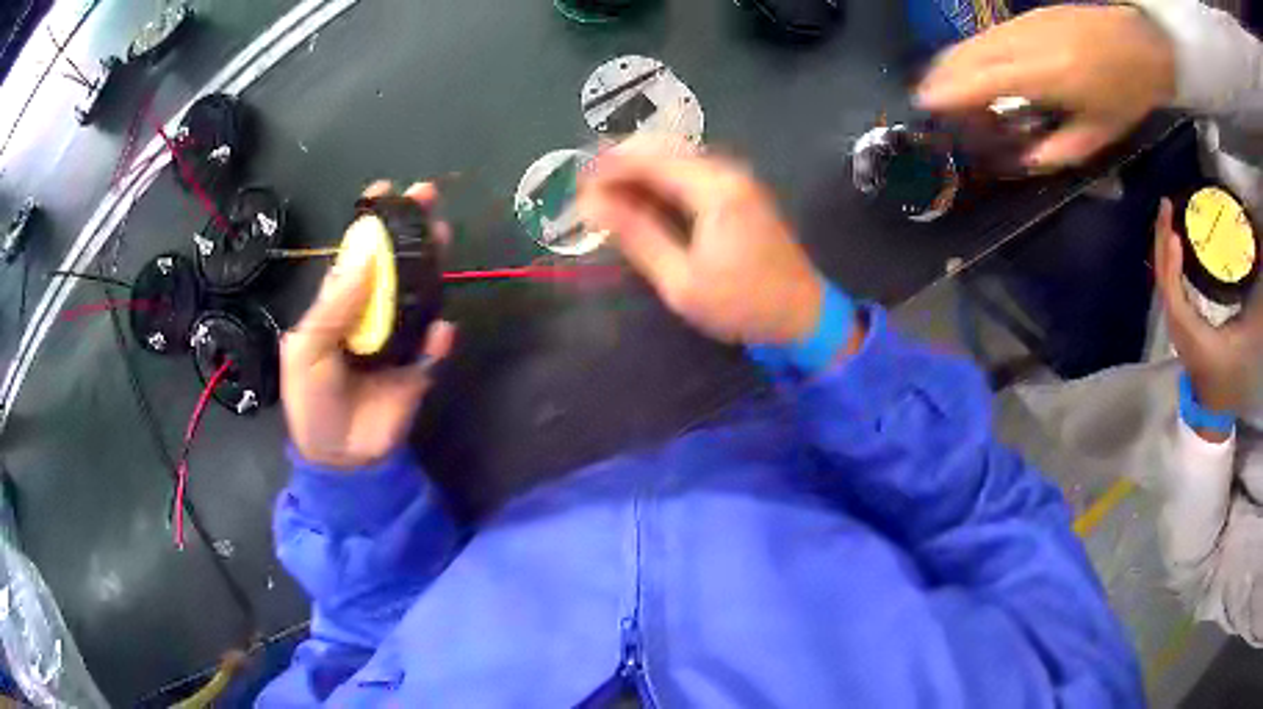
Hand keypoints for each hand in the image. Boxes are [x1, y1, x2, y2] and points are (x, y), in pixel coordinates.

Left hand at [281, 181, 455, 468]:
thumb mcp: (307, 349)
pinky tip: (438, 335)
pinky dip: (438, 339)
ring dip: (433, 267)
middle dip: (410, 231)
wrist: (340, 457)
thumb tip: (366, 254)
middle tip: (428, 199)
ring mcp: (397, 338)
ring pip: (420, 294)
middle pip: (394, 264)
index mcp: (339, 304)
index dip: (370, 223)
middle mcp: (371, 311)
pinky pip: (433, 346)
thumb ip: (335, 305)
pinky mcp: (418, 367)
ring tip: (443, 240)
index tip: (385, 192)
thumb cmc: (311, 401)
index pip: (356, 254)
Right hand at [578, 135, 821, 344]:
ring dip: (639, 169)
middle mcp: (727, 171)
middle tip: (585, 186)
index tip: (575, 184)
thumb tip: (591, 205)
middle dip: (620, 161)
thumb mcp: (682, 281)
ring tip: (606, 195)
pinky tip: (641, 200)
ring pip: (676, 156)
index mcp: (716, 189)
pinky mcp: (740, 191)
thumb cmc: (742, 304)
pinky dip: (661, 180)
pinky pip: (691, 171)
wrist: (802, 316)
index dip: (608, 166)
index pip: (650, 159)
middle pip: (663, 147)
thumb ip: (637, 235)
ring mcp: (737, 178)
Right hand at [916, 5, 1174, 169]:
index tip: (926, 103)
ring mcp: (1024, 25)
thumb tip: (1026, 159)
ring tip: (950, 84)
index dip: (950, 90)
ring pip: (976, 41)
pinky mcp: (1028, 17)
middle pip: (968, 53)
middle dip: (944, 75)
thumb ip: (1058, 150)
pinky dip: (976, 51)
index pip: (982, 78)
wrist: (1137, 44)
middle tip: (934, 99)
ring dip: (956, 62)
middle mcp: (1024, 42)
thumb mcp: (1098, 134)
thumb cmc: (1124, 94)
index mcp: (1044, 75)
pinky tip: (979, 66)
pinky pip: (990, 35)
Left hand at [1154, 198, 1262, 417]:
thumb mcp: (1248, 334)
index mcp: (1196, 340)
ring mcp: (1176, 331)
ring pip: (1163, 284)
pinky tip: (1171, 244)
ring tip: (1166, 216)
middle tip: (1166, 206)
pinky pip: (1169, 289)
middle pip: (1164, 284)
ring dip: (1163, 248)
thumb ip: (1254, 297)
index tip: (1174, 234)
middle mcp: (1180, 334)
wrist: (1217, 409)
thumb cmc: (1237, 371)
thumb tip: (1261, 254)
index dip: (1172, 266)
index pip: (1176, 299)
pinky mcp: (1178, 328)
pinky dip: (1168, 263)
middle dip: (1162, 242)